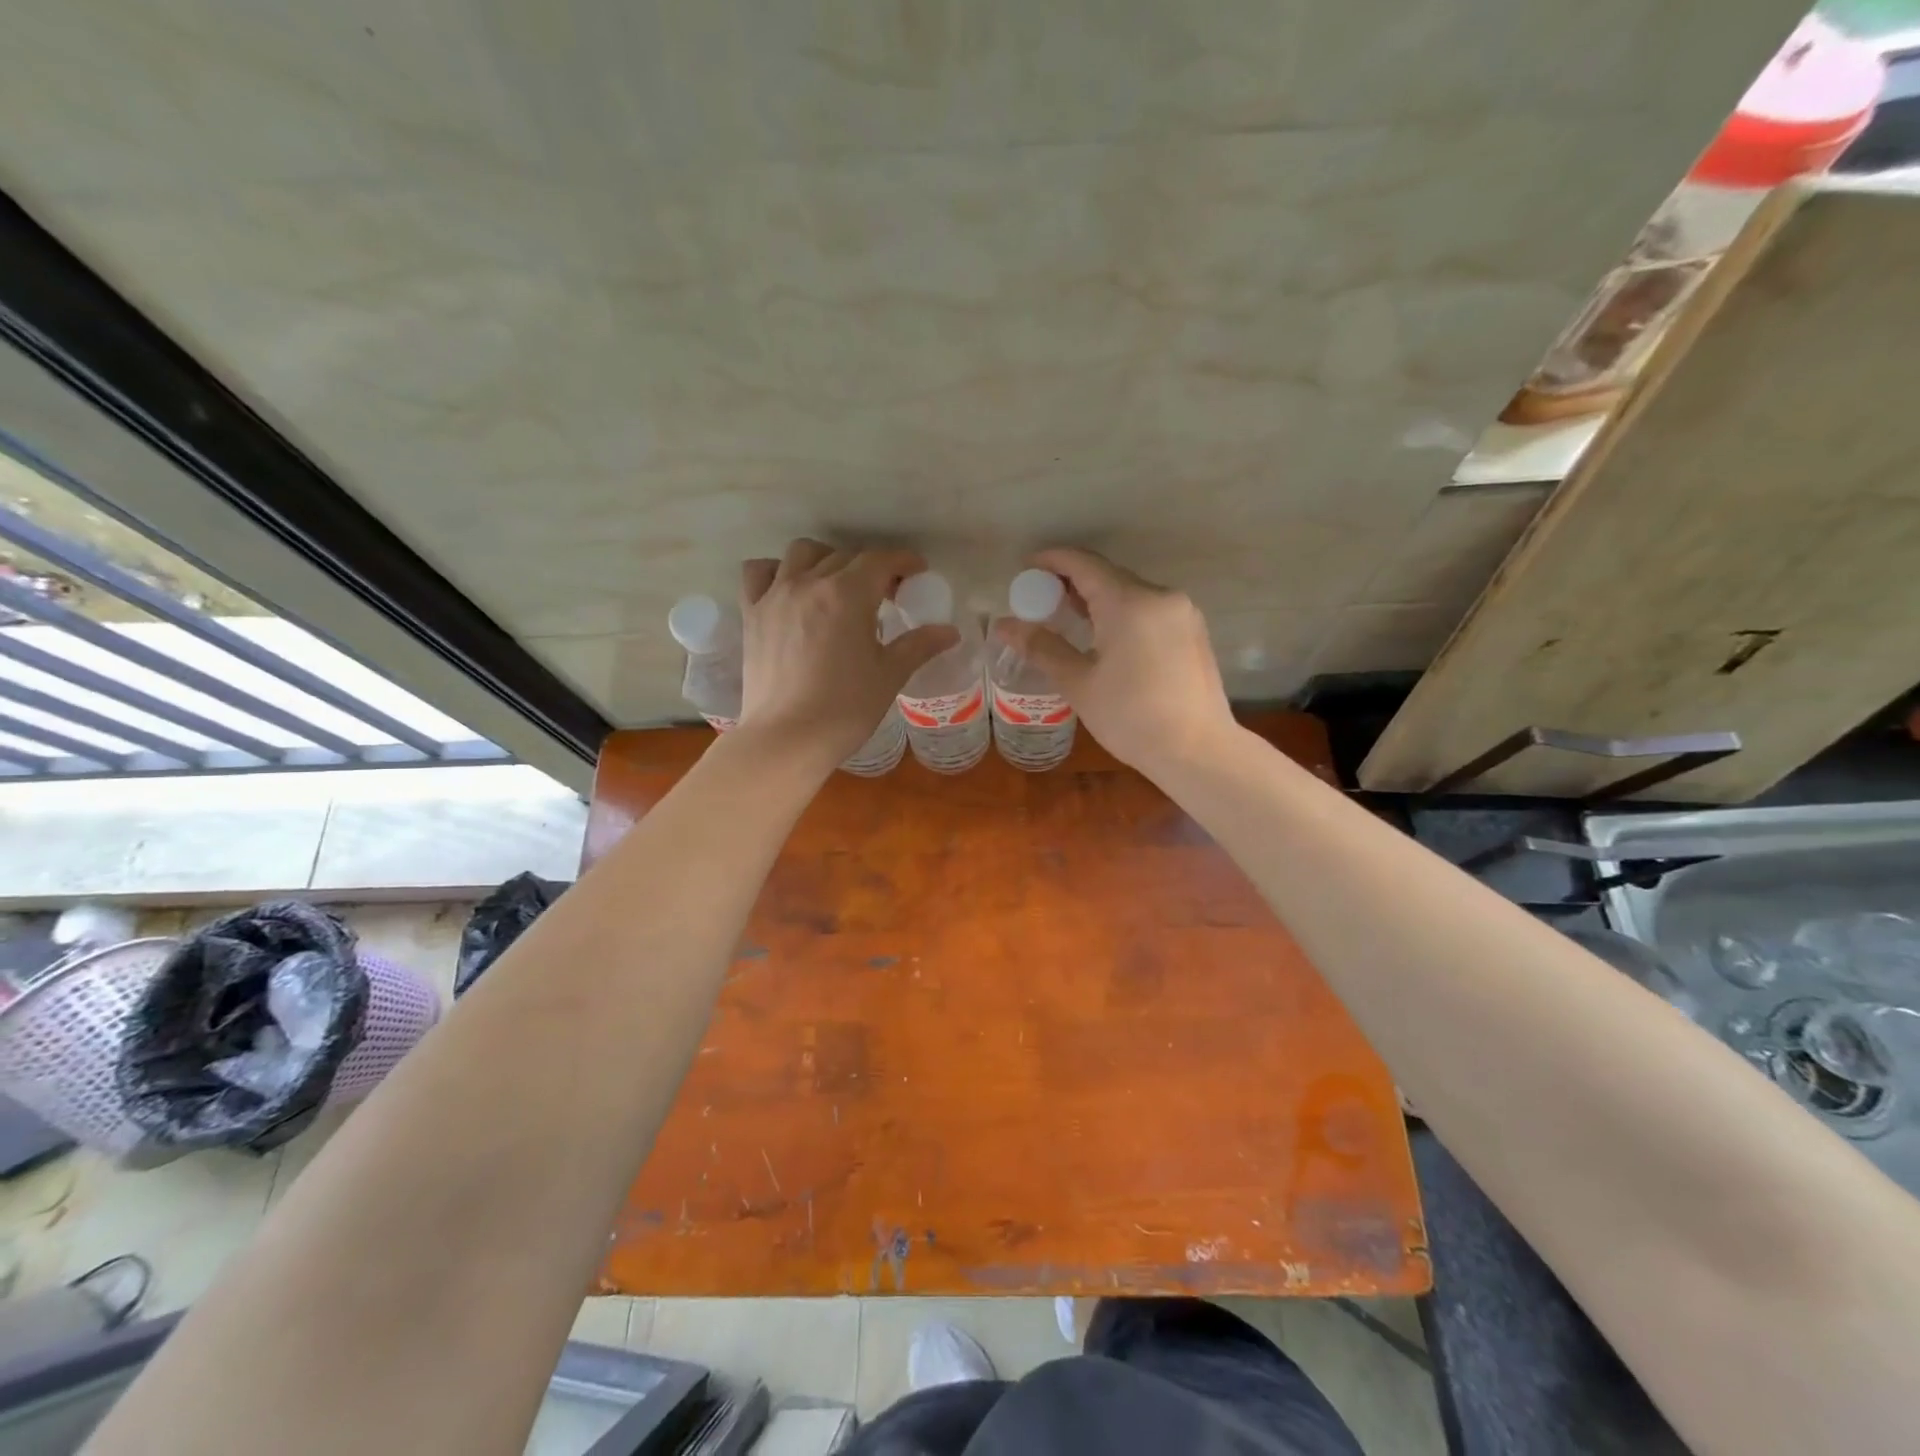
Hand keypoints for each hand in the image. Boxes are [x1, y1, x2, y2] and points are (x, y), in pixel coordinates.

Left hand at [737, 539, 957, 763]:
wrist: (787, 739)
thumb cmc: (845, 708)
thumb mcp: (889, 675)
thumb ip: (919, 646)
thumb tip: (950, 632)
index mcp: (848, 595)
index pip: (880, 560)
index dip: (902, 562)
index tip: (916, 572)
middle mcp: (809, 583)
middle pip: (845, 557)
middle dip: (870, 568)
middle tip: (884, 594)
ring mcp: (775, 595)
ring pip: (802, 553)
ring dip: (826, 560)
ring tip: (836, 585)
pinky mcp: (751, 614)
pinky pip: (759, 572)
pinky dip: (776, 571)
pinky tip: (788, 589)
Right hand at [991, 547, 1235, 772]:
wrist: (1197, 752)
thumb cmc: (1131, 718)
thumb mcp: (1079, 684)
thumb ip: (1042, 647)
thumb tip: (1004, 625)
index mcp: (1129, 603)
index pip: (1083, 564)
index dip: (1052, 561)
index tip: (1026, 569)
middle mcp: (1160, 596)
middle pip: (1108, 576)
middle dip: (1072, 583)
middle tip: (1041, 600)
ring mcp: (1182, 613)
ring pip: (1131, 593)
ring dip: (1098, 599)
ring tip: (1069, 619)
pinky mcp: (1193, 632)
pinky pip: (1149, 609)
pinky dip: (1122, 613)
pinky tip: (1106, 638)